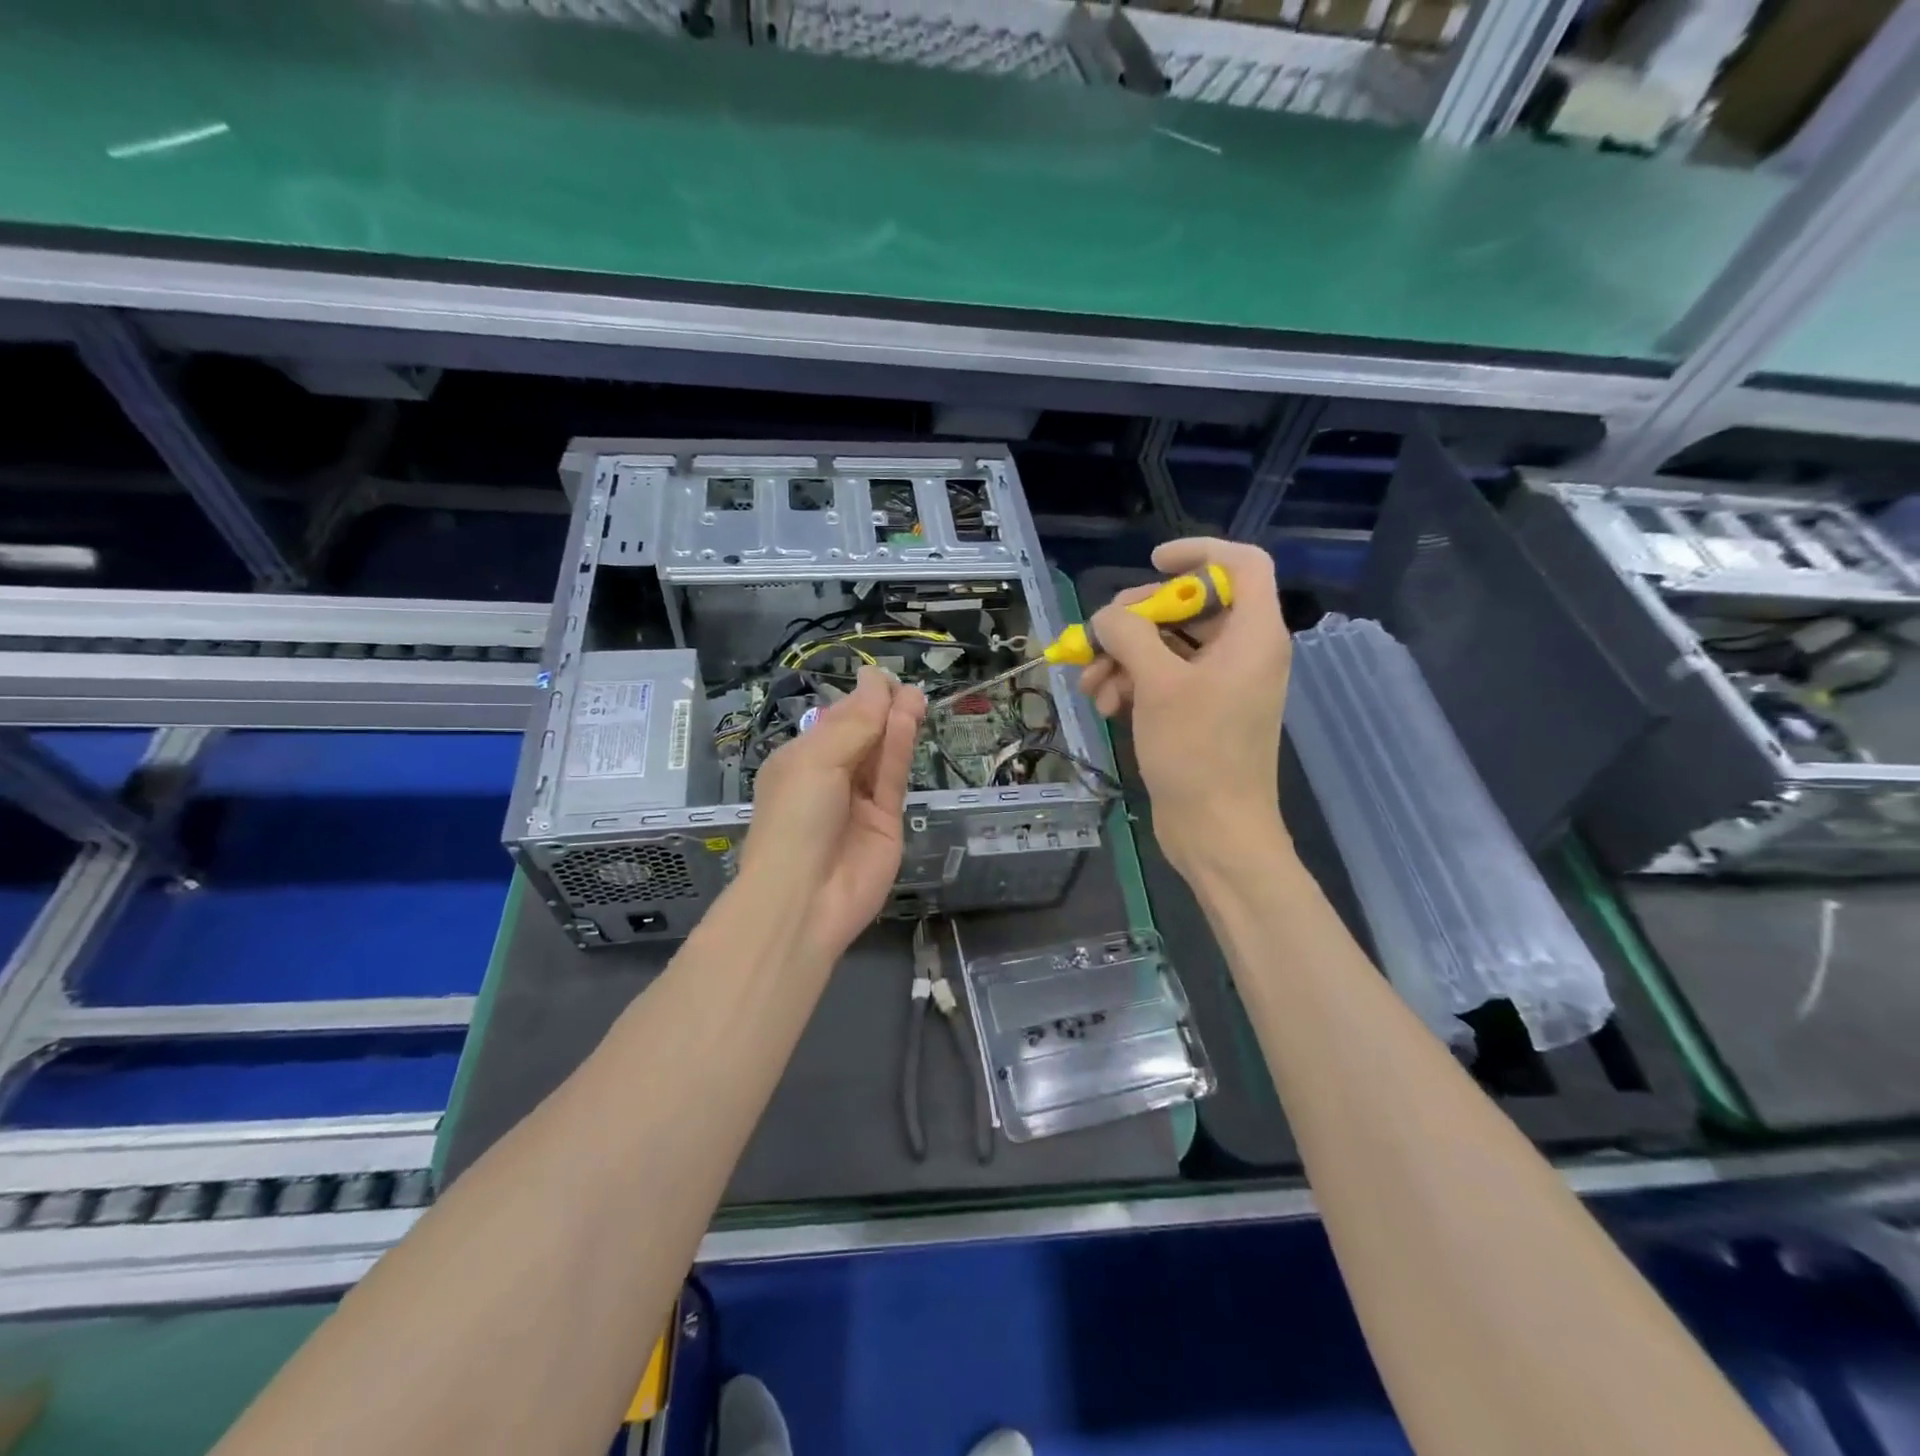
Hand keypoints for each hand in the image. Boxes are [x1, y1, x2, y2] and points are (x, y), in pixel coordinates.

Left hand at [741, 666, 925, 960]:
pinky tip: (908, 721)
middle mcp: (829, 778)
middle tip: (904, 688)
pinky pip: (893, 777)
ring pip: (881, 754)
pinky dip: (900, 749)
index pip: (834, 721)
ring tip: (915, 696)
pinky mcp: (887, 820)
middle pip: (861, 735)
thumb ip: (854, 723)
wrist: (805, 897)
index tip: (879, 678)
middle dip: (880, 709)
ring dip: (896, 724)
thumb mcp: (816, 761)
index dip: (857, 700)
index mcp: (800, 761)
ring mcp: (859, 801)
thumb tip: (875, 681)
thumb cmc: (795, 818)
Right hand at [1078, 538, 1289, 878]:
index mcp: (1253, 634)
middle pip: (1190, 605)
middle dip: (1136, 620)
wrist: (1216, 831)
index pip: (1242, 564)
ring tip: (1091, 687)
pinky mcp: (1201, 710)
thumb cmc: (1197, 753)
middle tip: (1099, 638)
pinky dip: (1133, 684)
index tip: (1152, 562)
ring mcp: (1222, 683)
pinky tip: (1105, 706)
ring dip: (1124, 658)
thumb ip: (1130, 635)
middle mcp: (1243, 651)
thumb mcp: (1158, 685)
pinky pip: (1165, 677)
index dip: (1198, 553)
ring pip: (1168, 644)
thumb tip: (1106, 617)